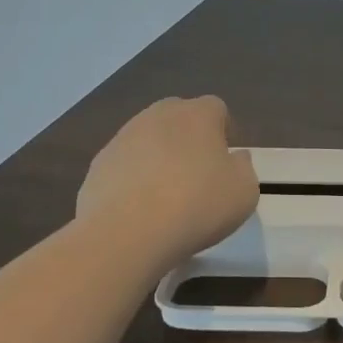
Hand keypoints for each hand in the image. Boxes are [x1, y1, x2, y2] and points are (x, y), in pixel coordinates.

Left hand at [78, 96, 258, 259]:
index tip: (226, 161)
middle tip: (198, 175)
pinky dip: (133, 180)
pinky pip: (124, 166)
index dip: (224, 132)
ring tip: (166, 197)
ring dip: (159, 158)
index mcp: (197, 114)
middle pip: (178, 117)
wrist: (127, 233)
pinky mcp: (98, 165)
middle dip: (189, 139)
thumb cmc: (197, 205)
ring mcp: (123, 138)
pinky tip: (139, 210)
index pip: (216, 109)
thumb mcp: (244, 191)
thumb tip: (234, 159)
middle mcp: (159, 115)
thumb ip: (243, 168)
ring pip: (148, 140)